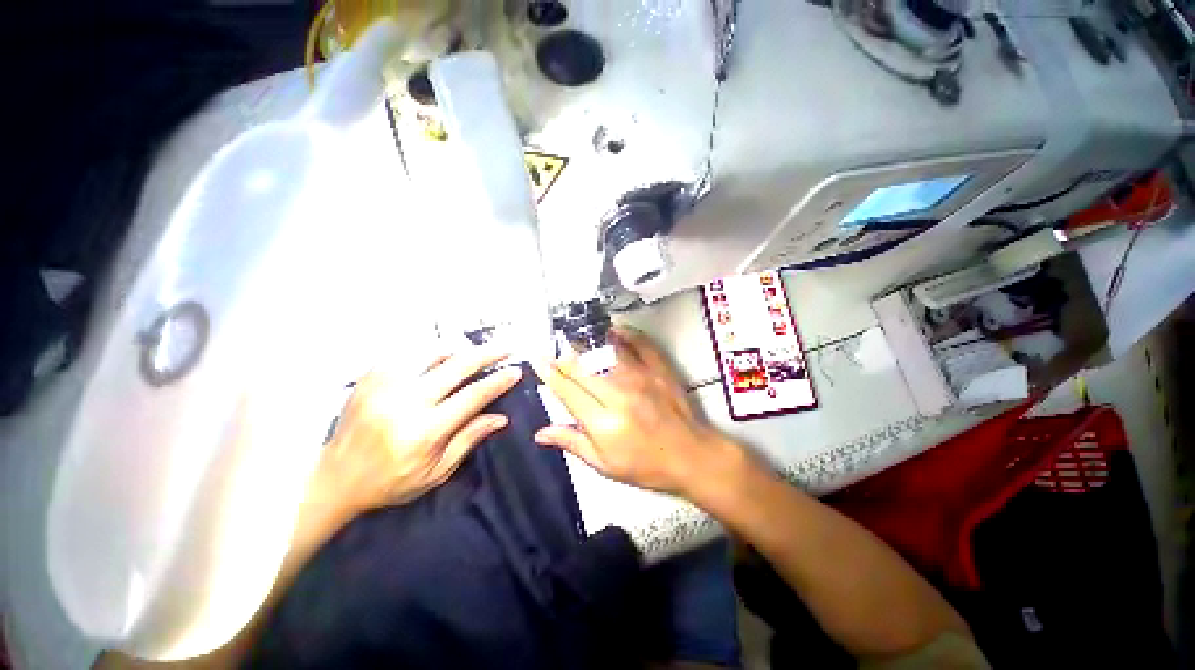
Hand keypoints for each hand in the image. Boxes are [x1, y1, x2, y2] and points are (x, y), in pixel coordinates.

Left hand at [318, 346, 521, 512]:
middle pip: (456, 366)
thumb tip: (501, 417)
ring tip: (472, 352)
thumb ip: (469, 439)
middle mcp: (405, 402)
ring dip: (458, 350)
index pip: (472, 396)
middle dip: (486, 354)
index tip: (515, 371)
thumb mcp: (436, 472)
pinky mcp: (370, 378)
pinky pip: (408, 353)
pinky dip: (430, 352)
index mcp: (424, 431)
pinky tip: (439, 357)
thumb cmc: (390, 481)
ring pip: (432, 352)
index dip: (497, 382)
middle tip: (505, 348)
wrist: (334, 477)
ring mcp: (385, 385)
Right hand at [532, 328, 740, 495]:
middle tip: (552, 349)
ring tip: (575, 337)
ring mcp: (640, 378)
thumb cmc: (646, 466)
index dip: (549, 373)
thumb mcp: (605, 465)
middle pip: (582, 368)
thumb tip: (540, 432)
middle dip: (563, 357)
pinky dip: (624, 334)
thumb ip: (572, 443)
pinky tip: (613, 329)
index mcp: (602, 422)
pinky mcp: (658, 369)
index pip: (567, 391)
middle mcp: (618, 394)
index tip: (538, 360)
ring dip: (587, 343)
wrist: (690, 456)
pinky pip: (638, 344)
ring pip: (605, 352)